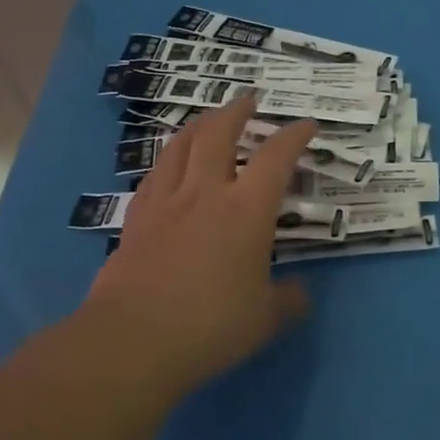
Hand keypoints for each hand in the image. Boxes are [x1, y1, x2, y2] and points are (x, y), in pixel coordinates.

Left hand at [84, 92, 319, 394]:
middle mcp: (205, 193)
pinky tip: (170, 166)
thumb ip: (288, 300)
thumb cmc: (210, 324)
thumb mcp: (265, 318)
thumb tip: (299, 294)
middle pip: (218, 134)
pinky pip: (155, 175)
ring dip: (199, 125)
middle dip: (236, 111)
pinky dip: (169, 160)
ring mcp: (166, 202)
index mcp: (246, 210)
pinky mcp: (136, 219)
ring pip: (180, 146)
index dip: (293, 136)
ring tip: (208, 120)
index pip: (276, 158)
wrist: (133, 339)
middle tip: (247, 100)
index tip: (306, 125)